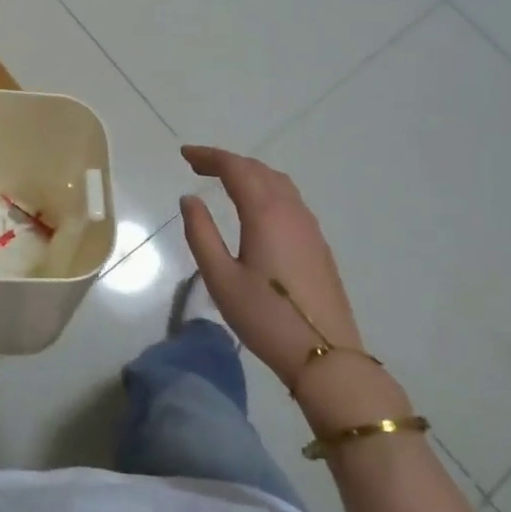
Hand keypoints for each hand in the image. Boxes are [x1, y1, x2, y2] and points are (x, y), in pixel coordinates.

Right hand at [179, 146, 364, 389]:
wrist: (326, 356)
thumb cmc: (265, 317)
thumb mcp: (220, 278)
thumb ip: (201, 233)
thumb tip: (189, 199)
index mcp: (265, 213)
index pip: (235, 168)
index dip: (209, 156)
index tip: (184, 154)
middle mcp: (291, 211)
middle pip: (259, 170)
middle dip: (227, 162)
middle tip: (198, 166)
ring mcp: (309, 227)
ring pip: (278, 183)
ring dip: (249, 174)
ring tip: (224, 182)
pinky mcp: (318, 245)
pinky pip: (290, 200)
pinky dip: (266, 190)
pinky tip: (255, 209)